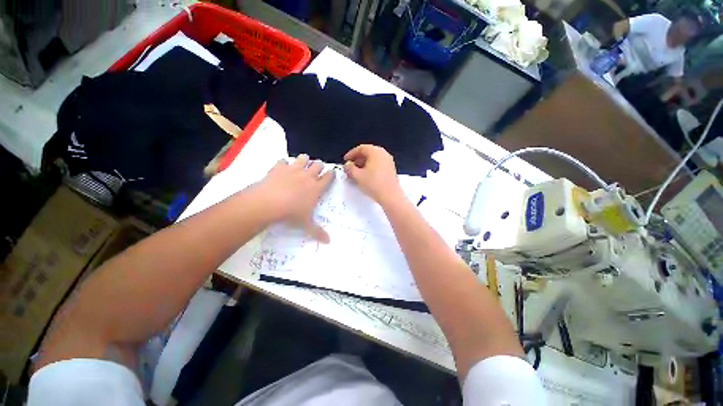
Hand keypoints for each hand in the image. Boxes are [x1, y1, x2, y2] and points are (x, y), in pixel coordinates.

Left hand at [257, 154, 333, 242]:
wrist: (269, 202)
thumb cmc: (291, 213)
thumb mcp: (306, 224)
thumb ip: (317, 232)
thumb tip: (329, 242)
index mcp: (316, 187)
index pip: (328, 177)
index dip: (331, 174)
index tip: (332, 172)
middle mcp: (307, 176)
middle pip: (317, 165)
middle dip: (319, 165)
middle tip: (318, 167)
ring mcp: (293, 170)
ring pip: (303, 159)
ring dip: (304, 160)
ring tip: (303, 162)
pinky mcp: (279, 167)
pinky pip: (283, 161)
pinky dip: (283, 163)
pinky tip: (282, 166)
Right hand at [343, 145, 402, 205]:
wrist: (390, 196)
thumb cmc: (375, 184)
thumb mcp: (357, 175)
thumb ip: (350, 168)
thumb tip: (348, 165)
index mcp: (375, 152)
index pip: (361, 148)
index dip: (351, 154)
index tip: (346, 160)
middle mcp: (383, 154)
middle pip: (368, 153)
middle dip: (357, 160)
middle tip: (350, 167)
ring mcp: (389, 162)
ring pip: (373, 159)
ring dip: (364, 164)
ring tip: (357, 173)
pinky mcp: (391, 170)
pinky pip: (378, 165)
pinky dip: (371, 168)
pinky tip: (366, 177)